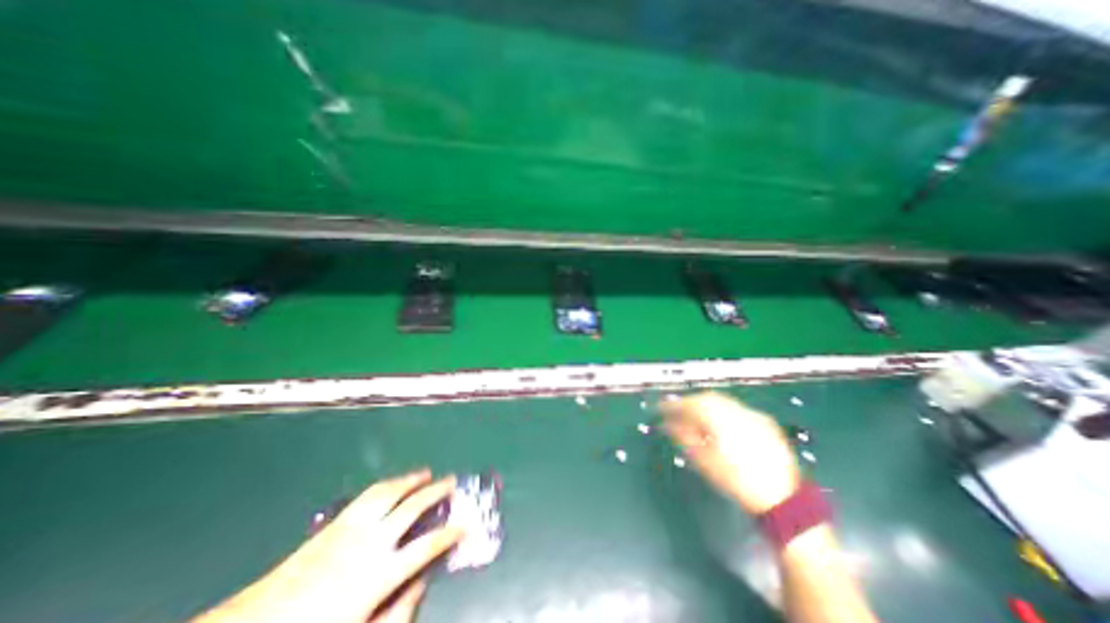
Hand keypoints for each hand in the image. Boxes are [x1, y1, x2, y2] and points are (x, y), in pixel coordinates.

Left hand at [195, 471, 460, 622]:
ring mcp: (353, 528)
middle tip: (452, 482)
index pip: (427, 546)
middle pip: (413, 508)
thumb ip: (396, 612)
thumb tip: (422, 584)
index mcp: (379, 574)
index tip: (464, 525)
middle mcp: (372, 542)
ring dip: (412, 480)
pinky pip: (369, 495)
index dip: (449, 533)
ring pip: (391, 493)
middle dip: (436, 492)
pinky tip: (394, 483)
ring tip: (427, 473)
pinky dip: (388, 484)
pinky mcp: (336, 523)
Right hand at [663, 393, 803, 513]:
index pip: (689, 404)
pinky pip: (736, 408)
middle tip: (676, 412)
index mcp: (719, 419)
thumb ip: (683, 437)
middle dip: (689, 402)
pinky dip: (722, 410)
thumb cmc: (736, 481)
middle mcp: (735, 410)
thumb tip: (666, 424)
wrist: (783, 499)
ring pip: (721, 400)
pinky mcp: (764, 421)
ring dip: (704, 404)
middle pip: (705, 397)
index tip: (660, 409)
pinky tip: (720, 423)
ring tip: (695, 416)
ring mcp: (752, 414)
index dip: (672, 405)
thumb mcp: (704, 461)